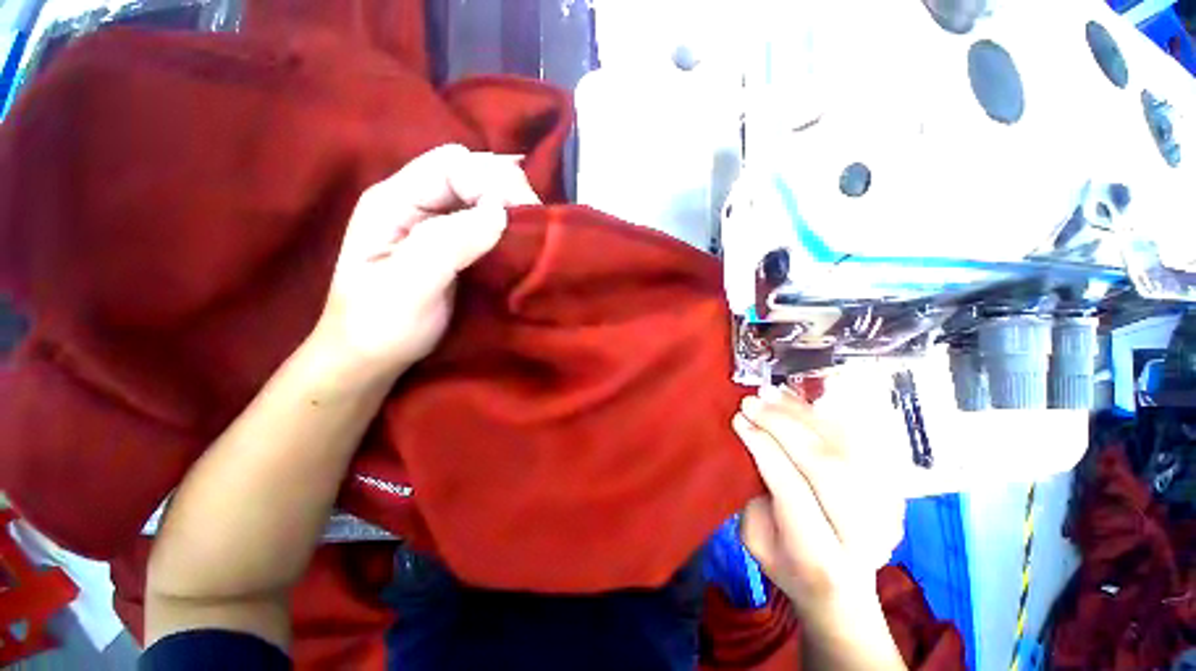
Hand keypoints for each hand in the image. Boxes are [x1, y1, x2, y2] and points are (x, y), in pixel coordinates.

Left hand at [314, 144, 539, 385]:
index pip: (450, 166)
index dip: (488, 183)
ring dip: (509, 209)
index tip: (515, 218)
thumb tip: (499, 212)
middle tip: (530, 224)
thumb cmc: (380, 325)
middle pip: (469, 172)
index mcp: (394, 201)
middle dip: (504, 190)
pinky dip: (507, 228)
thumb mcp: (409, 286)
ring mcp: (435, 224)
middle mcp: (415, 203)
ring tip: (529, 233)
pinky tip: (518, 243)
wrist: (373, 356)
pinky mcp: (453, 245)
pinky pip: (486, 223)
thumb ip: (448, 244)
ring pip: (481, 196)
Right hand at [733, 385, 905, 618]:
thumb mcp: (756, 540)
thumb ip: (754, 495)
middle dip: (783, 425)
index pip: (792, 489)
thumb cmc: (789, 564)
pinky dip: (829, 416)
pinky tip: (801, 401)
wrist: (845, 591)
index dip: (764, 448)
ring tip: (772, 394)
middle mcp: (863, 536)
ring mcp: (888, 511)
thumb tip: (753, 441)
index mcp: (821, 559)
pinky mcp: (895, 490)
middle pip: (826, 466)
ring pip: (847, 448)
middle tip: (753, 401)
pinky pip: (864, 442)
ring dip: (803, 414)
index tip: (739, 419)